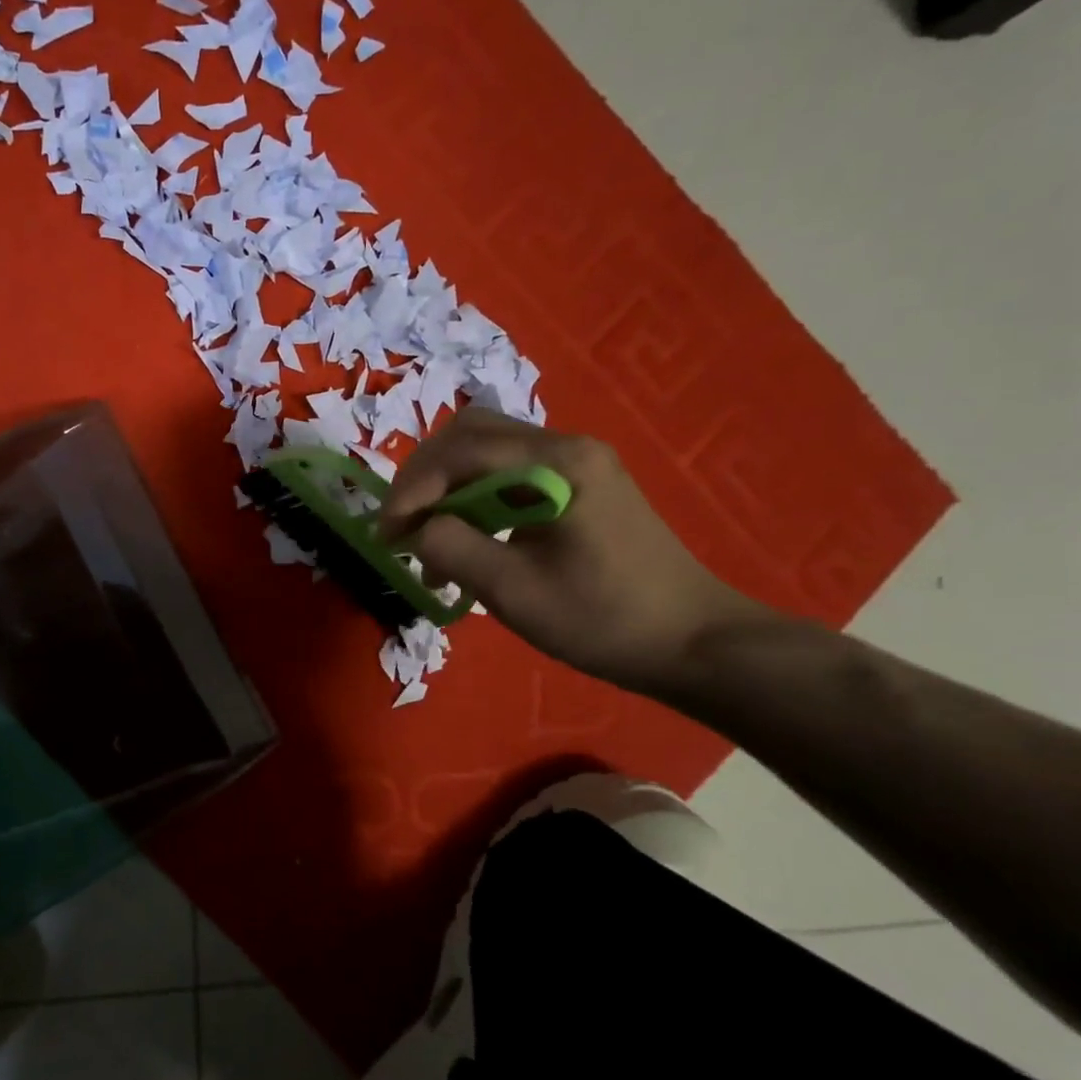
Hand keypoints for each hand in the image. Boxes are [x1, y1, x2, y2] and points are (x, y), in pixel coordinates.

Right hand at [378, 410, 768, 693]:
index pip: (461, 451)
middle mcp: (566, 446)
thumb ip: (454, 548)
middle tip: (400, 528)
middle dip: (423, 479)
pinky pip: (507, 476)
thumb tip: (418, 528)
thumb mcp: (515, 591)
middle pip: (469, 435)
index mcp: (558, 462)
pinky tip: (464, 543)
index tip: (386, 535)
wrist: (694, 643)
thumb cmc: (604, 619)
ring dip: (444, 490)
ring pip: (484, 453)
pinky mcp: (576, 486)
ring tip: (426, 541)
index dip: (412, 488)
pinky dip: (472, 502)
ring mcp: (574, 464)